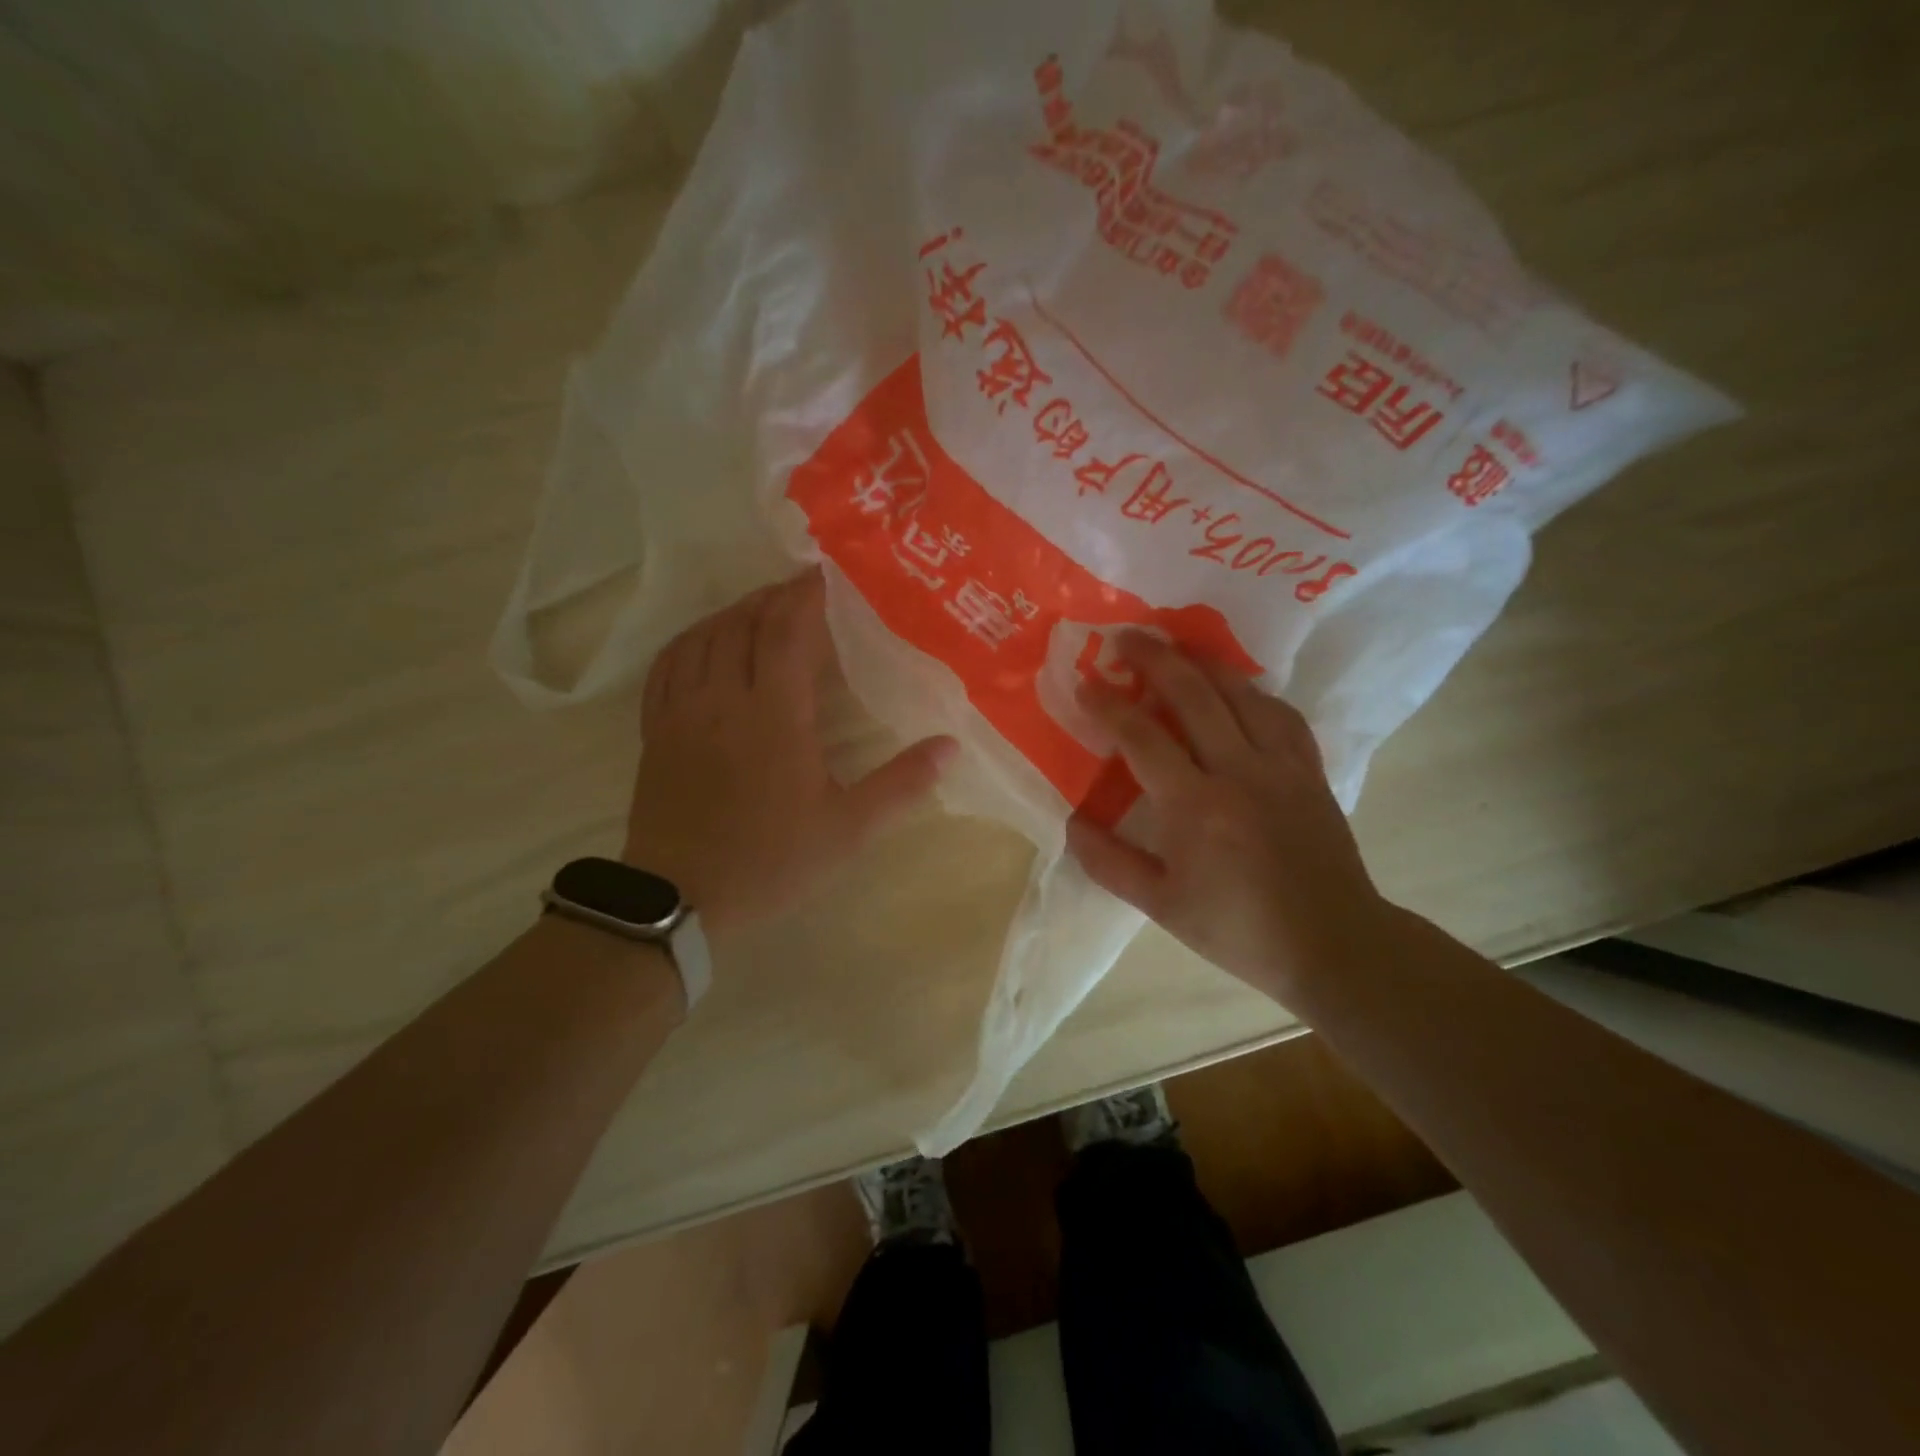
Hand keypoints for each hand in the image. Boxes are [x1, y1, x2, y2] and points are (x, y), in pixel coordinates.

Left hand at [624, 571, 956, 933]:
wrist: (680, 900)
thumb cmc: (771, 862)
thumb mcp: (849, 831)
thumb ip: (901, 785)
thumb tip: (951, 746)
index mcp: (775, 715)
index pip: (789, 631)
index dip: (807, 595)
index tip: (826, 573)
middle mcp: (723, 699)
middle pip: (745, 624)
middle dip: (774, 597)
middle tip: (801, 588)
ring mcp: (681, 712)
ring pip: (704, 637)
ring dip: (734, 612)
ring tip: (760, 608)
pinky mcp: (655, 730)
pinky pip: (667, 665)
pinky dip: (691, 639)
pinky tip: (704, 641)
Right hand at [1066, 632, 1388, 1004]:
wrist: (1332, 943)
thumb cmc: (1238, 928)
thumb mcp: (1160, 906)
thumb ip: (1110, 863)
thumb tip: (1071, 823)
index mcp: (1196, 807)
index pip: (1143, 737)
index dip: (1109, 705)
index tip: (1086, 683)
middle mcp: (1239, 771)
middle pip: (1194, 695)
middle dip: (1155, 658)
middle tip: (1126, 636)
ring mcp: (1281, 765)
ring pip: (1242, 693)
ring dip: (1203, 663)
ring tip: (1176, 646)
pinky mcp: (1310, 769)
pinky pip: (1280, 713)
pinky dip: (1253, 691)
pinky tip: (1238, 688)